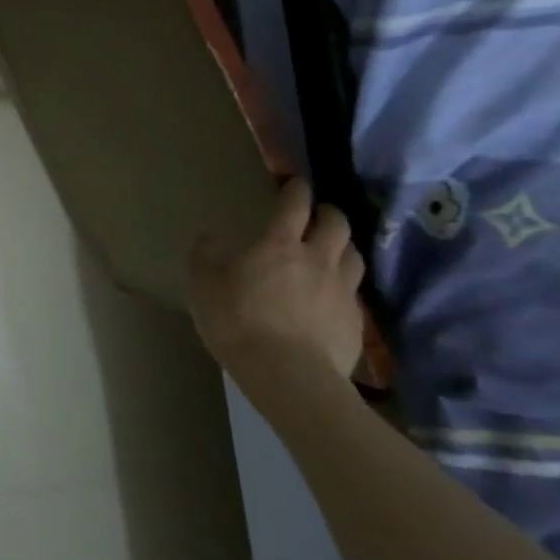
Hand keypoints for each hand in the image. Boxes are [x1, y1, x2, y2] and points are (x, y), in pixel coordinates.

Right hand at [186, 178, 364, 383]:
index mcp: (280, 244)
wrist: (289, 377)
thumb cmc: (238, 322)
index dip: (296, 189)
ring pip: (354, 255)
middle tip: (318, 215)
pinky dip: (345, 286)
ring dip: (343, 246)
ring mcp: (343, 291)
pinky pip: (355, 293)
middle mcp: (318, 259)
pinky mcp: (356, 322)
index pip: (295, 204)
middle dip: (328, 213)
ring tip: (333, 251)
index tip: (295, 183)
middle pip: (336, 224)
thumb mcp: (203, 286)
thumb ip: (205, 256)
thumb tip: (210, 237)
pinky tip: (333, 297)